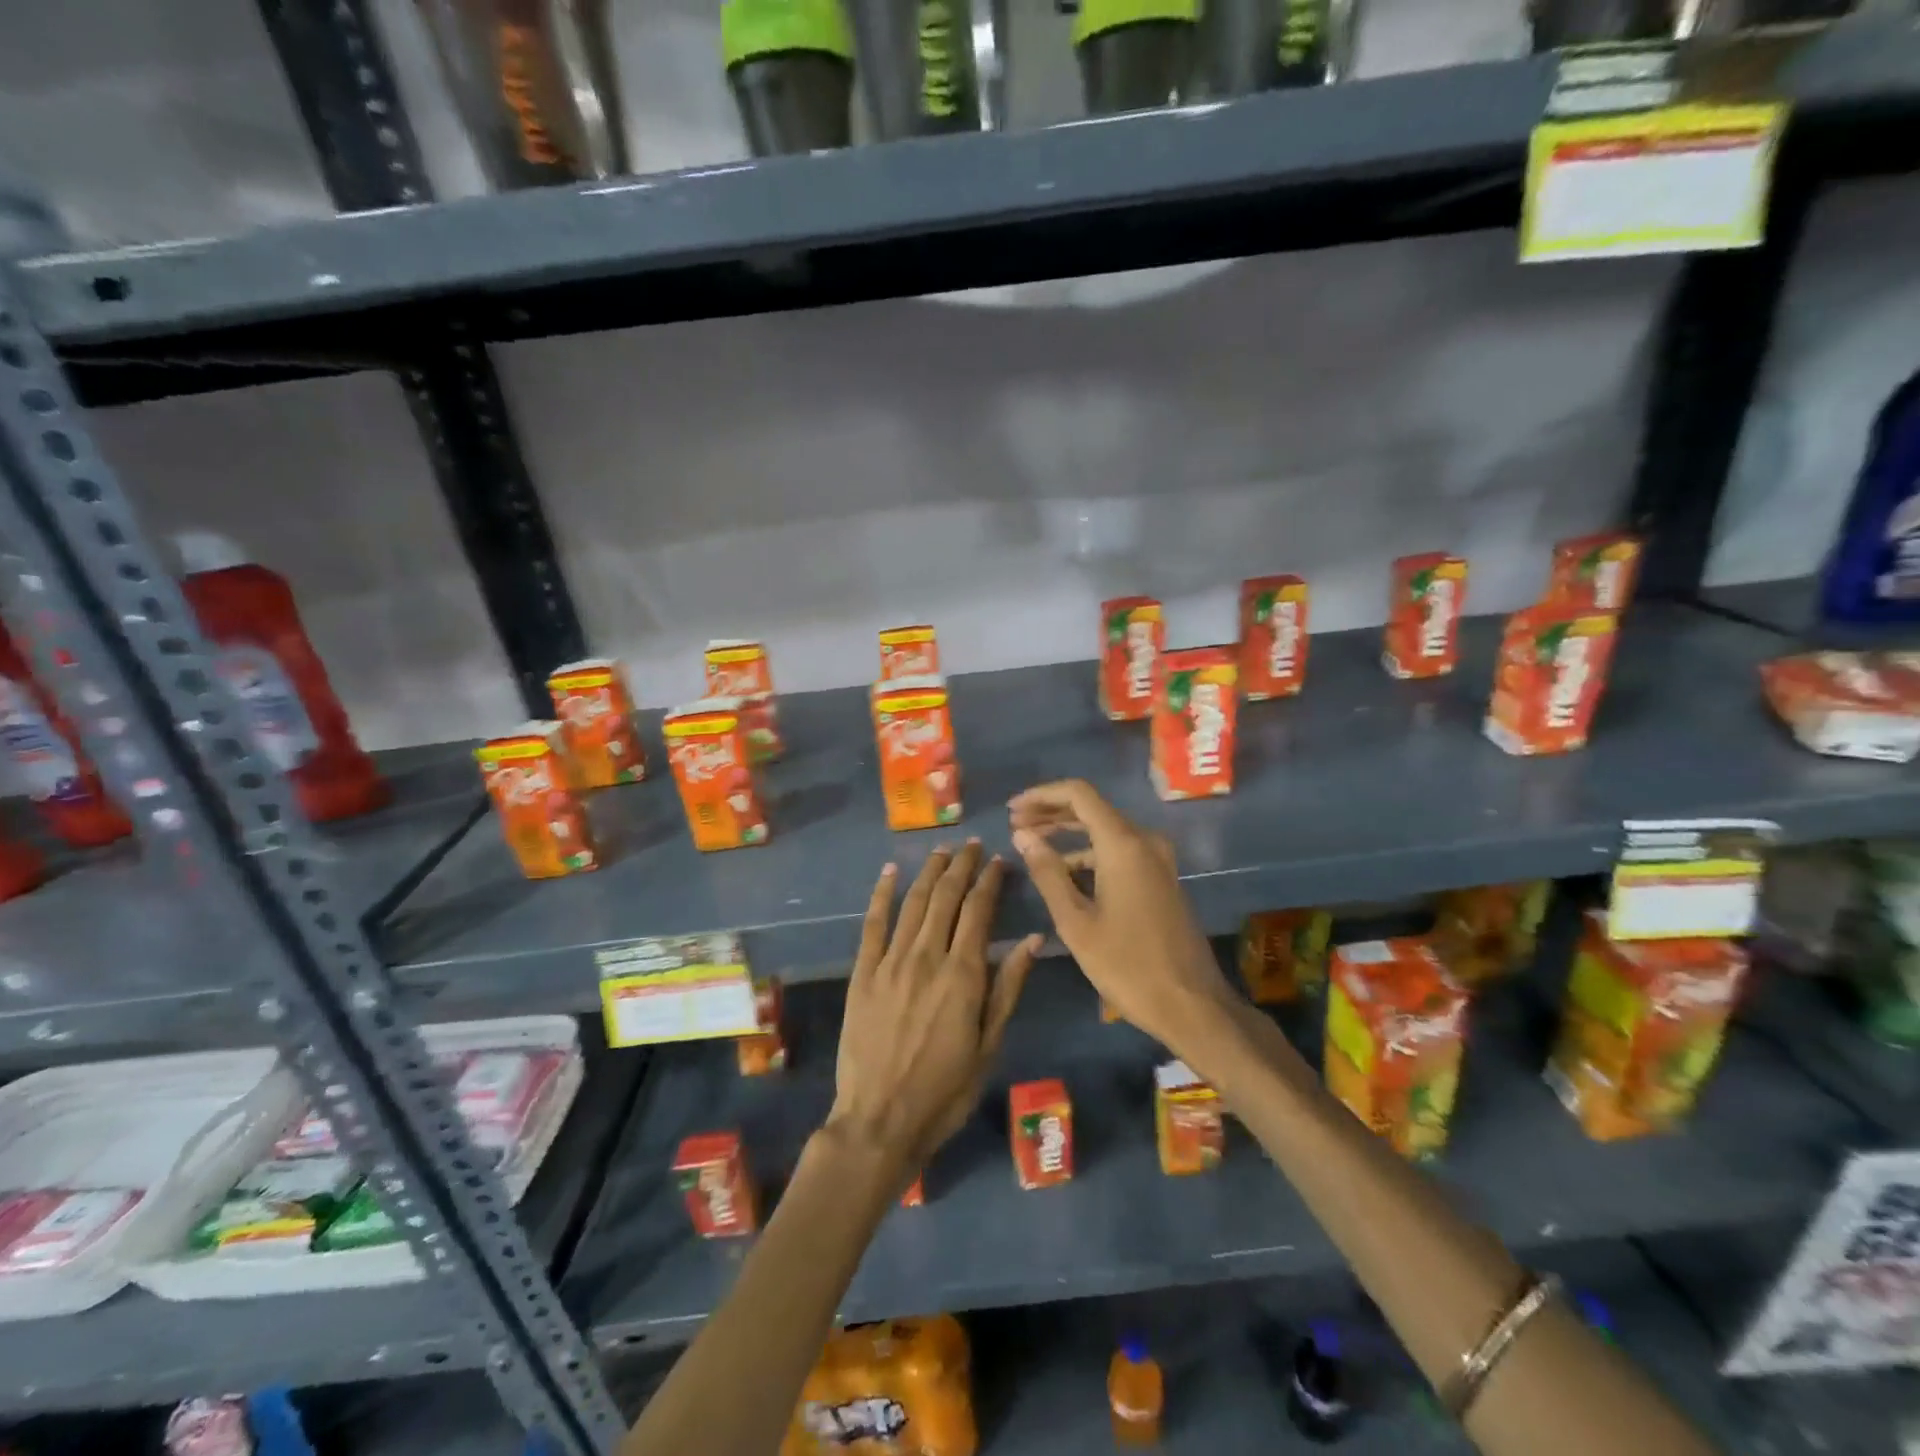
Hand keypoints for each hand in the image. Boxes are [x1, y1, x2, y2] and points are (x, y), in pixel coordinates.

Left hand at [828, 842, 1041, 1169]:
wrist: (879, 1121)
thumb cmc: (945, 1091)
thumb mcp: (989, 1045)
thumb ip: (1008, 987)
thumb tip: (1034, 939)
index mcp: (963, 974)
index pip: (979, 910)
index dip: (990, 880)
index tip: (998, 860)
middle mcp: (927, 956)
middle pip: (946, 897)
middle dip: (961, 866)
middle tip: (972, 845)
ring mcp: (890, 962)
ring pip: (913, 902)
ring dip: (929, 872)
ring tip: (942, 850)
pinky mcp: (863, 972)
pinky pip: (873, 924)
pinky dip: (882, 894)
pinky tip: (889, 872)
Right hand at [1009, 779, 1236, 1051]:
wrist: (1192, 1005)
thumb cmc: (1128, 965)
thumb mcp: (1076, 922)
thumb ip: (1047, 873)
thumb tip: (1022, 835)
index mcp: (1124, 844)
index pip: (1079, 794)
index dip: (1042, 795)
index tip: (1012, 809)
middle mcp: (1144, 841)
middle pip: (1092, 808)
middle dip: (1051, 812)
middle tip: (1015, 824)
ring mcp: (1157, 859)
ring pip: (1105, 830)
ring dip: (1068, 833)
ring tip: (1031, 845)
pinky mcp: (1161, 878)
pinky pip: (1119, 850)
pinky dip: (1089, 852)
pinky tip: (1064, 871)